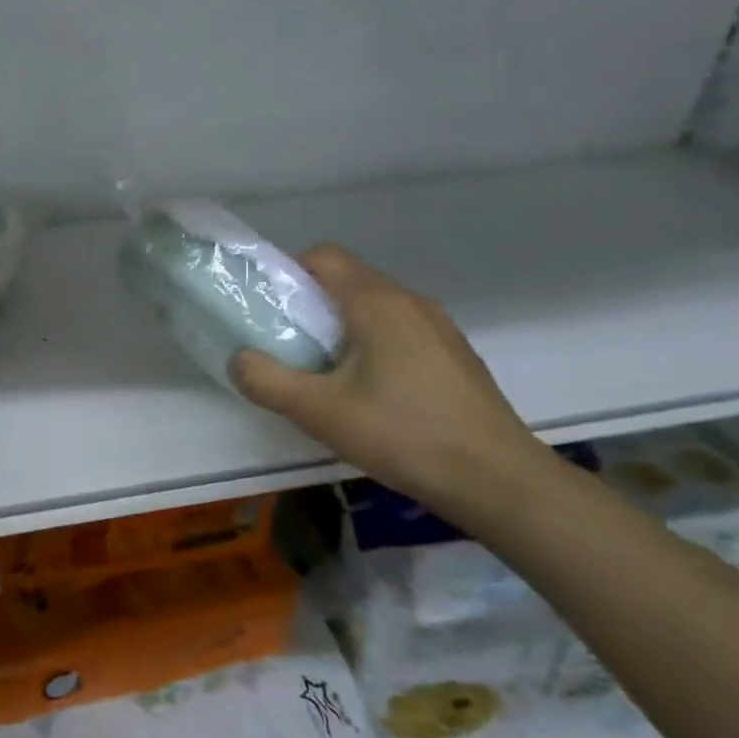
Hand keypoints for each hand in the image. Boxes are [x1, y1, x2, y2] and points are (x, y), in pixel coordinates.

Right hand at [231, 243, 554, 516]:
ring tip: (327, 373)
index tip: (270, 309)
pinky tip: (372, 393)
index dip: (288, 272)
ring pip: (374, 306)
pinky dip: (373, 344)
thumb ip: (267, 381)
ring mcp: (439, 327)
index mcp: (377, 302)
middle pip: (347, 280)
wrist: (500, 481)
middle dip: (310, 304)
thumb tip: (238, 359)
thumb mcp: (320, 412)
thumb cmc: (404, 435)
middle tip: (289, 346)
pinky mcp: (454, 354)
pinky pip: (399, 330)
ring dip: (341, 327)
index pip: (323, 256)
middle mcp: (410, 301)